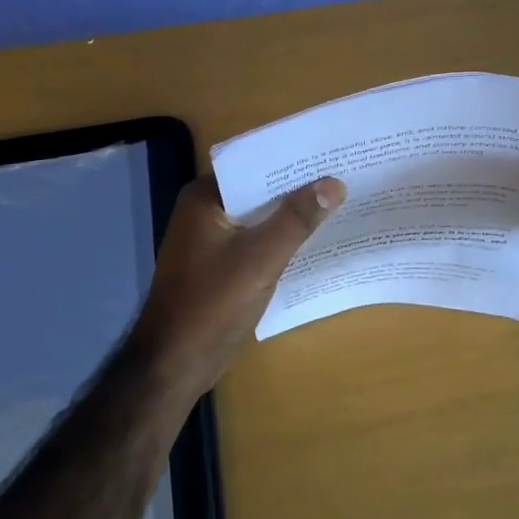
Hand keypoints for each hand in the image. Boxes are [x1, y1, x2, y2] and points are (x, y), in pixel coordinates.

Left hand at [130, 174, 345, 390]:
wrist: (174, 365)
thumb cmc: (212, 305)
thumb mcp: (260, 259)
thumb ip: (297, 219)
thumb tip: (334, 183)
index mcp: (205, 197)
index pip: (254, 164)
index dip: (292, 159)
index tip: (331, 153)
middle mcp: (205, 209)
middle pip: (258, 189)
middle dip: (297, 186)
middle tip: (344, 175)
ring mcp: (210, 238)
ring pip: (259, 215)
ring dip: (291, 213)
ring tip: (339, 202)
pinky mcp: (219, 263)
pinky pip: (255, 238)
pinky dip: (280, 237)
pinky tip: (313, 238)